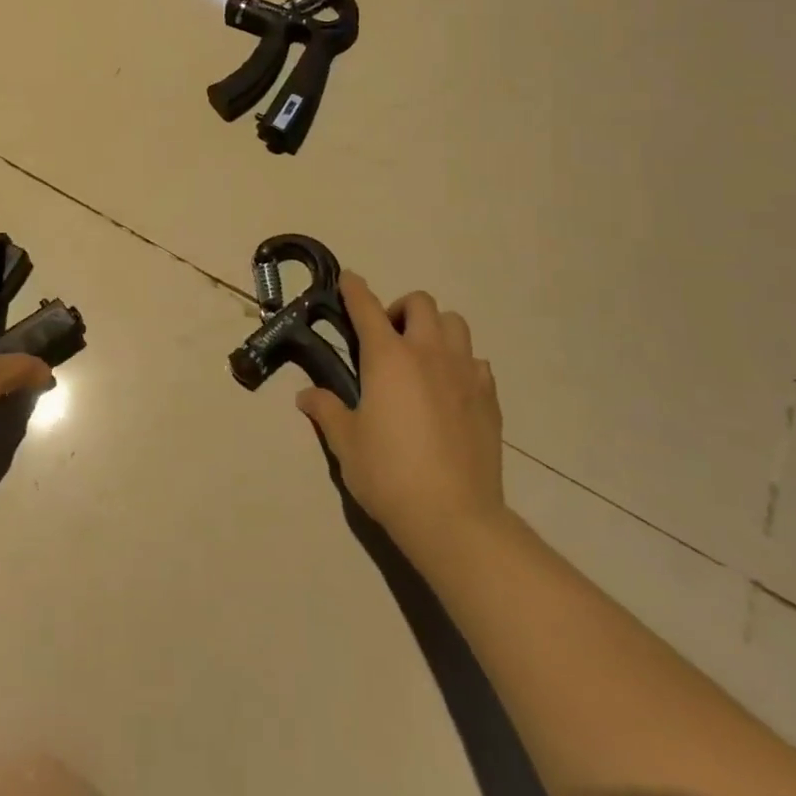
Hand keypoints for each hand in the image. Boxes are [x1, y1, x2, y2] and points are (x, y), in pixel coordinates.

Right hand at [296, 273, 507, 564]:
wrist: (454, 516)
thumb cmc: (389, 474)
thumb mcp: (346, 443)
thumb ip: (327, 410)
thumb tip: (306, 396)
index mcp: (388, 357)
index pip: (366, 307)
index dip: (354, 289)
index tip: (348, 279)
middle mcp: (428, 353)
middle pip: (420, 303)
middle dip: (400, 309)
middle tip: (388, 337)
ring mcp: (464, 372)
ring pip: (455, 323)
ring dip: (435, 328)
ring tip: (421, 357)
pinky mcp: (489, 397)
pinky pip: (476, 361)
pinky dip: (460, 363)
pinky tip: (450, 389)